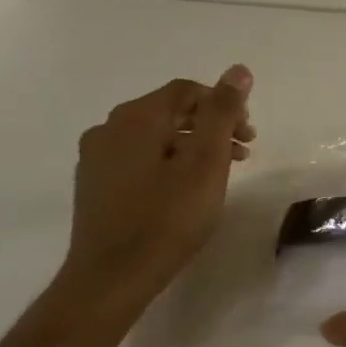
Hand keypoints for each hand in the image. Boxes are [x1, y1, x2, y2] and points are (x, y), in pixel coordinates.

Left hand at [55, 65, 256, 307]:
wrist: (112, 276)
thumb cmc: (168, 217)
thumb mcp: (206, 161)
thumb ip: (222, 112)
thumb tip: (238, 70)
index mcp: (136, 118)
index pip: (186, 91)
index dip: (224, 104)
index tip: (249, 134)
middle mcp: (109, 129)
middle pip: (171, 111)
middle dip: (212, 125)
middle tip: (243, 153)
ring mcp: (97, 158)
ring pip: (156, 136)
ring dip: (194, 145)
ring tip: (220, 173)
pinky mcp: (96, 184)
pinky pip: (140, 157)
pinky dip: (171, 161)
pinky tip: (186, 188)